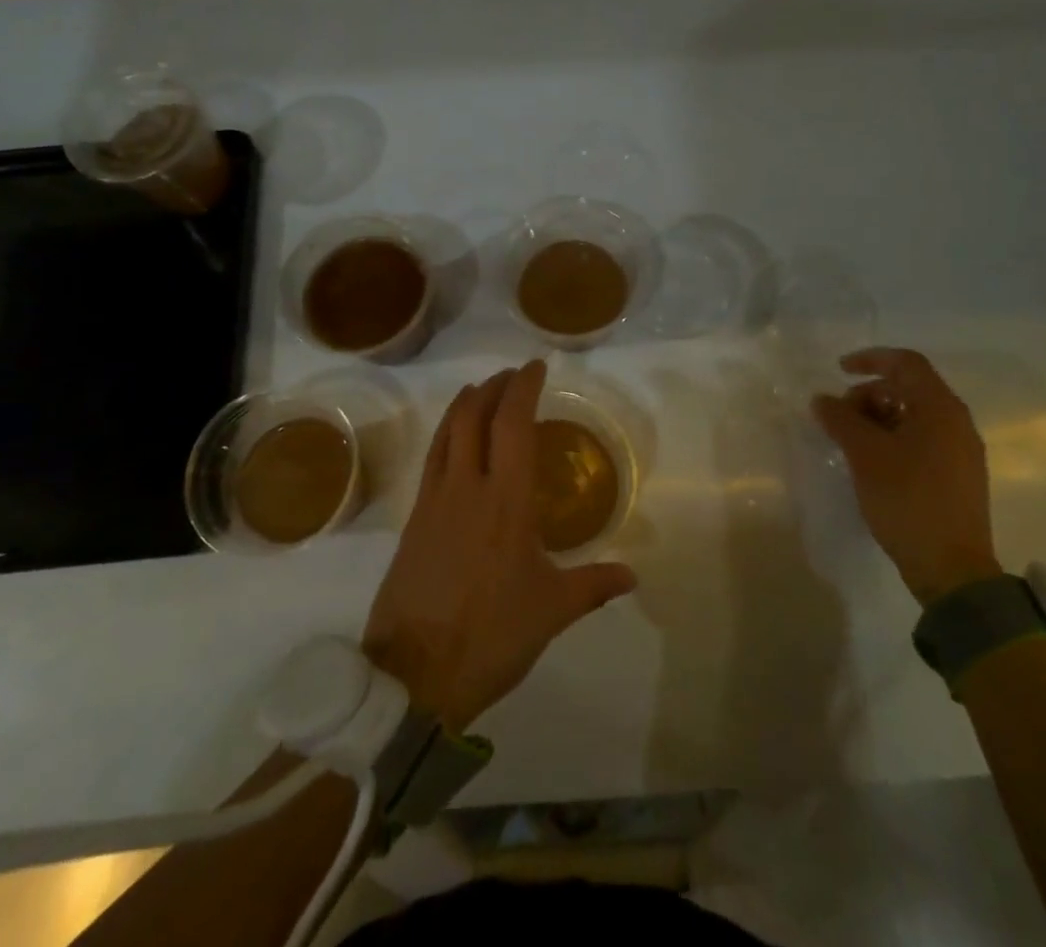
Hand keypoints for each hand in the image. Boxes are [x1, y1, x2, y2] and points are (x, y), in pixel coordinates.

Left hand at [362, 361, 636, 732]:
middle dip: (493, 387)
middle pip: (474, 416)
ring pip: (447, 433)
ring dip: (464, 404)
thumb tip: (632, 574)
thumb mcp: (552, 611)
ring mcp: (434, 501)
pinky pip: (432, 460)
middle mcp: (467, 487)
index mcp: (507, 501)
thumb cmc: (492, 636)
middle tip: (511, 377)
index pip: (513, 424)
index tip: (535, 367)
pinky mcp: (413, 521)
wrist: (413, 676)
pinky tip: (454, 443)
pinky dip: (446, 435)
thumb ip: (594, 585)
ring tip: (479, 392)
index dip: (523, 387)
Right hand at [811, 348, 1001, 605]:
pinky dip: (892, 439)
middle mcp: (956, 423)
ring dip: (877, 419)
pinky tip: (870, 463)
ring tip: (849, 443)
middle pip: (908, 389)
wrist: (951, 569)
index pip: (906, 363)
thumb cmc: (908, 499)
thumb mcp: (865, 455)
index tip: (838, 370)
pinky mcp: (956, 477)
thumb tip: (821, 399)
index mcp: (940, 409)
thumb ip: (841, 419)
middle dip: (868, 395)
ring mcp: (960, 452)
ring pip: (913, 417)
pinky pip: (920, 441)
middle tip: (839, 418)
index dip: (870, 359)